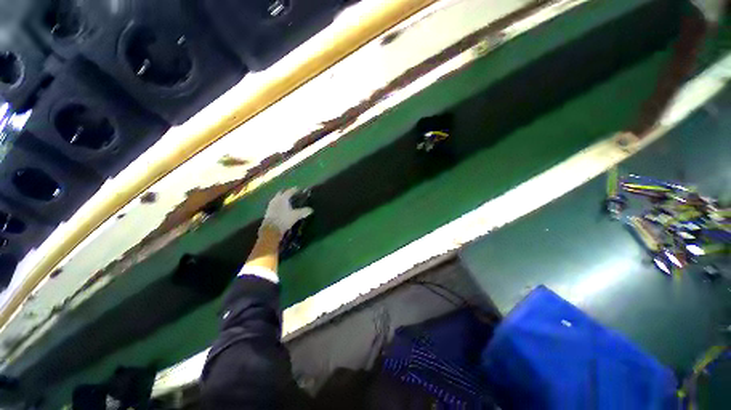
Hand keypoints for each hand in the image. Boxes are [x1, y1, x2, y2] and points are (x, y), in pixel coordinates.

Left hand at [261, 188, 313, 236]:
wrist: (271, 229)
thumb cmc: (284, 219)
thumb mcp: (296, 215)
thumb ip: (303, 211)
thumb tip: (311, 210)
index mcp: (283, 198)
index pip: (289, 191)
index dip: (295, 190)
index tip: (299, 189)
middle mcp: (276, 199)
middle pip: (281, 193)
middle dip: (286, 192)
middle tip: (292, 193)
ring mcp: (271, 205)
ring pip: (277, 198)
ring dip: (282, 198)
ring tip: (287, 201)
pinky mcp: (268, 211)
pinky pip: (275, 204)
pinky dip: (279, 204)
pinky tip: (282, 208)